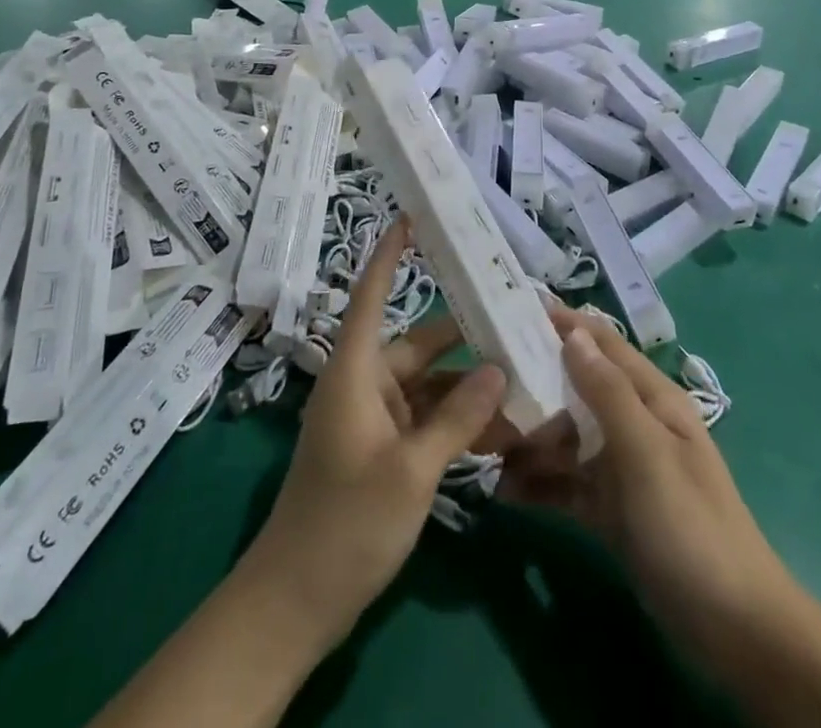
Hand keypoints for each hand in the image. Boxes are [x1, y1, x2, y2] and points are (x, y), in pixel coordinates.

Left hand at [243, 221, 507, 649]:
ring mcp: (374, 420)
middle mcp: (365, 384)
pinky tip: (502, 428)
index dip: (390, 254)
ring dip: (469, 387)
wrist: (296, 603)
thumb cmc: (346, 522)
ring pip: (430, 386)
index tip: (412, 218)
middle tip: (515, 319)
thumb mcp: (411, 470)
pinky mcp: (384, 451)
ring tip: (523, 378)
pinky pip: (428, 421)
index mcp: (356, 371)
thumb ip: (457, 418)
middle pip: (420, 344)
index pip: (372, 295)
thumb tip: (497, 369)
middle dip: (465, 336)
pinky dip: (458, 421)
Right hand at [498, 308, 787, 642]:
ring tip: (481, 442)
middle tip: (481, 384)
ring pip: (566, 437)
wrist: (734, 630)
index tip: (510, 310)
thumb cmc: (690, 525)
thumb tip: (572, 333)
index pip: (602, 344)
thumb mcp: (647, 452)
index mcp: (651, 398)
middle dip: (532, 383)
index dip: (563, 324)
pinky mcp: (610, 509)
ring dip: (529, 437)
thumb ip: (608, 392)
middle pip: (576, 388)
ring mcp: (621, 468)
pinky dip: (538, 483)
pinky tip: (502, 490)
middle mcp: (634, 424)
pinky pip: (566, 484)